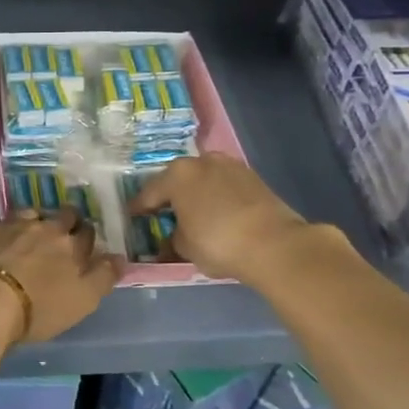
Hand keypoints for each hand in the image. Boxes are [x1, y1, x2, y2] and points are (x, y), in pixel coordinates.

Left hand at [0, 188, 122, 342]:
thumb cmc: (38, 308)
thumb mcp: (82, 301)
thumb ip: (103, 277)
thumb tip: (120, 257)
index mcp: (71, 246)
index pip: (87, 235)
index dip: (87, 237)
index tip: (85, 241)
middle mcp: (44, 228)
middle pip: (61, 216)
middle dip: (65, 219)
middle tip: (61, 230)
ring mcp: (9, 225)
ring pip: (27, 212)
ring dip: (31, 216)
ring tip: (30, 224)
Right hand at [127, 154, 325, 285]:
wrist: (275, 244)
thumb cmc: (218, 243)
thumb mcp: (184, 247)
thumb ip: (173, 237)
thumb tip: (175, 235)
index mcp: (177, 175)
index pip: (149, 193)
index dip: (139, 208)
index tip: (133, 217)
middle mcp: (201, 161)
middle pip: (177, 179)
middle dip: (170, 196)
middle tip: (163, 214)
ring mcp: (230, 165)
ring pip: (203, 179)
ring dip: (196, 193)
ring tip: (193, 213)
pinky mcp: (252, 176)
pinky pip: (223, 185)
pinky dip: (216, 196)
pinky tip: (217, 213)